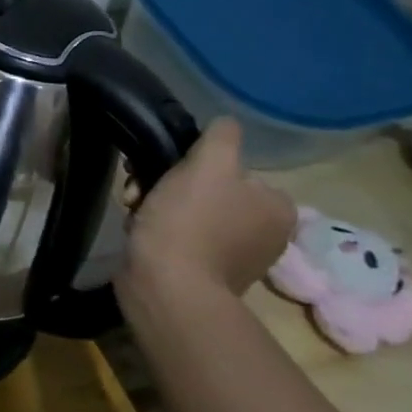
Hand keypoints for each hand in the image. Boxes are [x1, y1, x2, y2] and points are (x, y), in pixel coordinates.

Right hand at [120, 118, 295, 296]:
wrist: (167, 287)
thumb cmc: (190, 222)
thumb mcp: (208, 165)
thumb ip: (221, 137)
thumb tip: (224, 124)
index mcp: (277, 207)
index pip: (232, 169)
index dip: (191, 164)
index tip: (161, 168)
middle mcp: (265, 233)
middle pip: (207, 190)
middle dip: (167, 186)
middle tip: (139, 191)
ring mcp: (234, 257)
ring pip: (187, 213)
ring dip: (156, 206)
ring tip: (134, 213)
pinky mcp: (203, 275)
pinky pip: (177, 238)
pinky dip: (156, 231)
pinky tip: (139, 233)